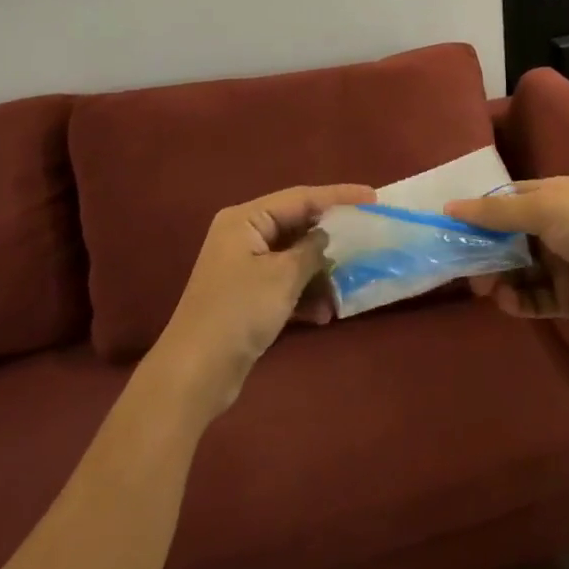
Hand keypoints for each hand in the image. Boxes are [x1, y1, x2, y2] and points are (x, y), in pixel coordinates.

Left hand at [151, 183, 374, 418]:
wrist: (196, 372)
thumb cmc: (239, 312)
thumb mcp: (282, 276)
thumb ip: (311, 250)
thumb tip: (325, 237)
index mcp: (246, 219)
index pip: (300, 197)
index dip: (339, 196)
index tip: (373, 198)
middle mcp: (244, 236)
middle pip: (297, 226)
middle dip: (330, 241)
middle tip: (366, 241)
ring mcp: (244, 267)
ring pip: (294, 258)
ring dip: (319, 275)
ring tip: (343, 292)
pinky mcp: (248, 296)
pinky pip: (285, 284)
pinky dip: (304, 295)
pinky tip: (323, 315)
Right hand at [445, 177, 568, 345]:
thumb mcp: (543, 209)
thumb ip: (495, 212)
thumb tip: (449, 207)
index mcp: (553, 196)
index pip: (507, 201)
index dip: (480, 212)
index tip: (450, 227)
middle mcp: (556, 228)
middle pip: (508, 237)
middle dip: (484, 250)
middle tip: (464, 266)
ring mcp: (562, 264)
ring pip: (517, 269)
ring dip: (498, 277)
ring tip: (484, 288)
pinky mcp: (567, 299)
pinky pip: (533, 298)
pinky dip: (518, 299)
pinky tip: (507, 301)